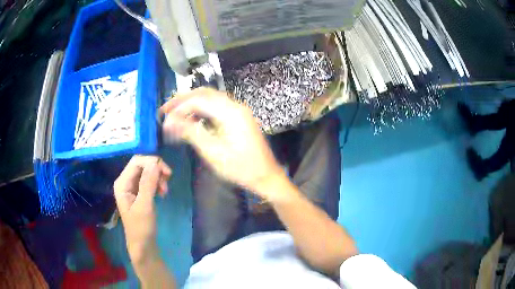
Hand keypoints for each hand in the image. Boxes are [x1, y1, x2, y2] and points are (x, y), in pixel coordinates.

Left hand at [113, 155, 171, 263]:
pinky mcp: (139, 192)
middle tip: (168, 181)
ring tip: (165, 191)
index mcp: (122, 183)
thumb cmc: (141, 227)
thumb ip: (148, 183)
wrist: (143, 245)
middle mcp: (125, 181)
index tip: (167, 173)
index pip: (136, 162)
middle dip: (156, 170)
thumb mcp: (145, 205)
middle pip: (142, 165)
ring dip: (158, 177)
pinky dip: (157, 183)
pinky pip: (149, 180)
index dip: (152, 162)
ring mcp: (132, 187)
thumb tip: (155, 163)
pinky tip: (162, 193)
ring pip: (147, 172)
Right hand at [160, 88, 284, 198]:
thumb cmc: (240, 167)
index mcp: (231, 112)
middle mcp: (235, 106)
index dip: (179, 109)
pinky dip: (200, 111)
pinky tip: (191, 120)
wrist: (265, 176)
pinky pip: (215, 108)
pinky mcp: (237, 118)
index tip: (164, 120)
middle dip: (182, 100)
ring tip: (174, 114)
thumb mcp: (213, 152)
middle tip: (165, 110)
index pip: (199, 100)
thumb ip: (191, 133)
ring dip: (191, 104)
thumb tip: (170, 123)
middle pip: (204, 94)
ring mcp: (237, 111)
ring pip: (209, 99)